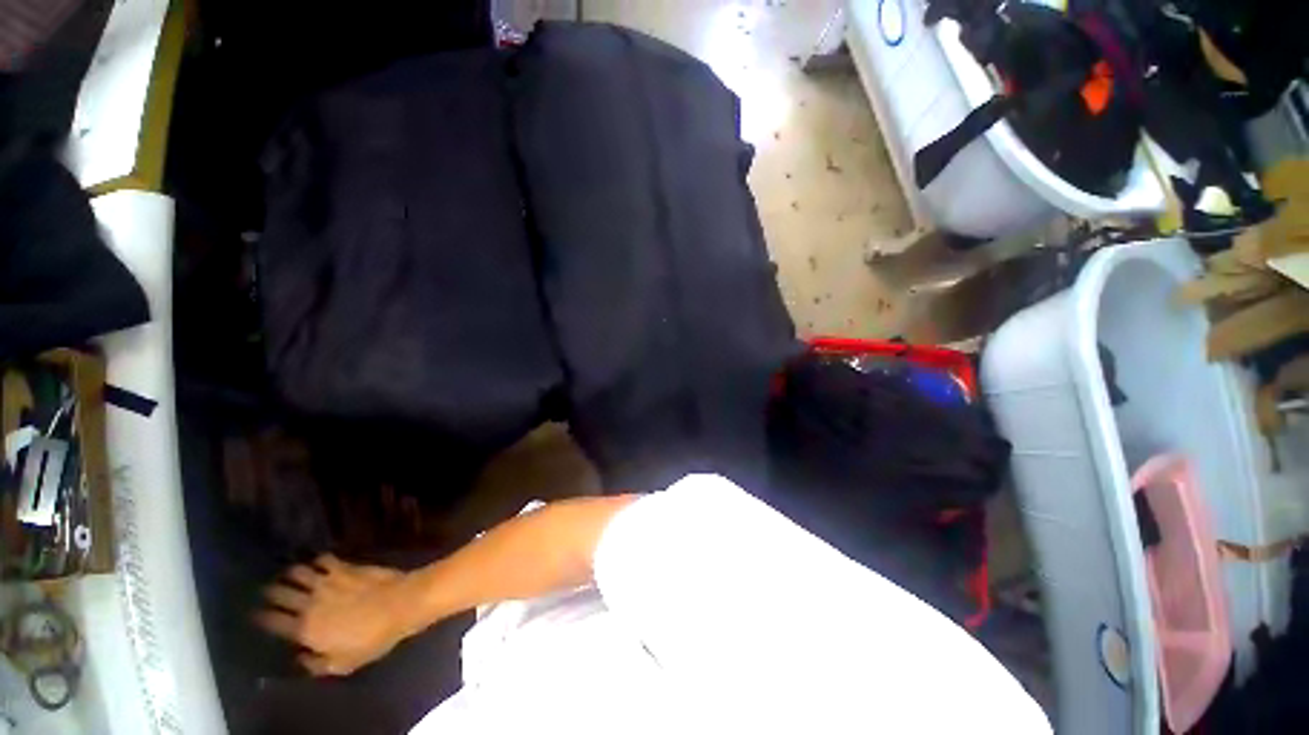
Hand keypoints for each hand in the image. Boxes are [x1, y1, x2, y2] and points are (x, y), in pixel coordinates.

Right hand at [256, 554, 411, 676]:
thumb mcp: (342, 664)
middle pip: (278, 593)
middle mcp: (309, 603)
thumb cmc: (372, 639)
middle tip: (270, 591)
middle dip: (271, 591)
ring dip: (291, 573)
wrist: (399, 605)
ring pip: (297, 572)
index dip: (261, 616)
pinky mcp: (345, 567)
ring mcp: (326, 582)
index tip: (256, 614)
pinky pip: (324, 559)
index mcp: (304, 630)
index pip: (271, 621)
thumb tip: (300, 656)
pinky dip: (318, 561)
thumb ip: (316, 664)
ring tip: (291, 575)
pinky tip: (320, 563)